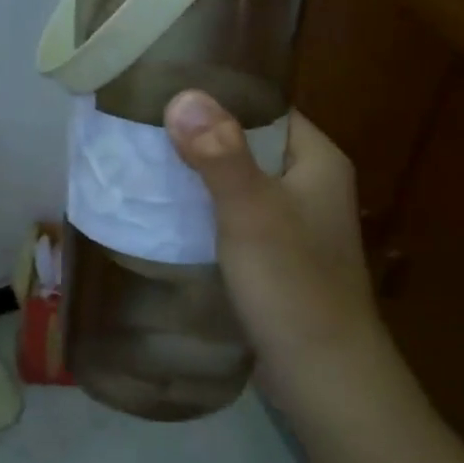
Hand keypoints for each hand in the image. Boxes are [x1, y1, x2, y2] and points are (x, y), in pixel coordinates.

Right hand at [163, 90, 382, 390]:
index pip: (265, 107)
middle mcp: (309, 183)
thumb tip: (182, 93)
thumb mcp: (251, 211)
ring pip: (235, 180)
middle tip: (140, 125)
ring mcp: (292, 221)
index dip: (218, 95)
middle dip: (197, 135)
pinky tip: (164, 211)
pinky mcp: (274, 254)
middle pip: (246, 142)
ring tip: (141, 161)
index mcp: (317, 160)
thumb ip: (219, 153)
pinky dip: (202, 208)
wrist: (323, 375)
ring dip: (196, 174)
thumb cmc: (292, 283)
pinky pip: (232, 214)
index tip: (164, 88)